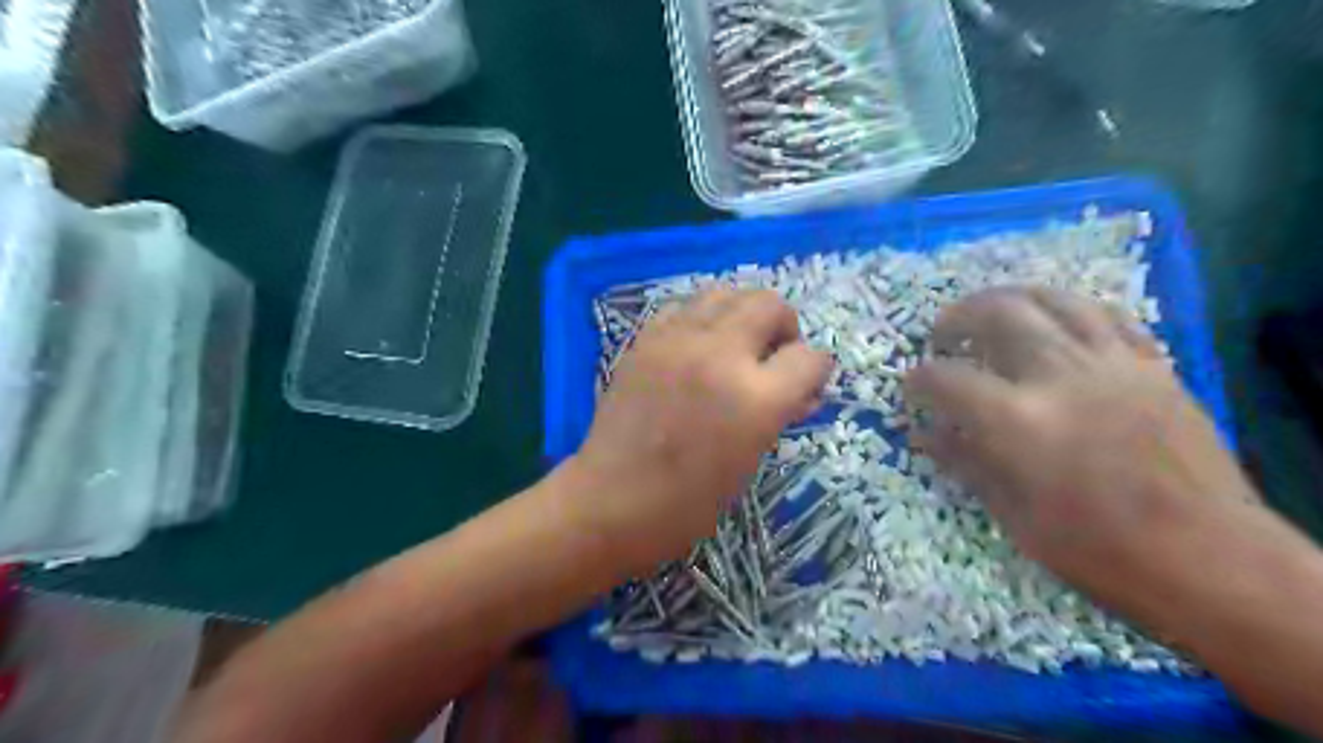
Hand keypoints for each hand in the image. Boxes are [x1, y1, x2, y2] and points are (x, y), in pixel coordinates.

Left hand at [563, 290, 830, 574]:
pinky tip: (696, 347)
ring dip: (743, 313)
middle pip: (770, 304)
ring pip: (727, 292)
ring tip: (736, 345)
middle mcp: (720, 356)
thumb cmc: (688, 502)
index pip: (810, 357)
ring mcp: (677, 342)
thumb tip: (800, 391)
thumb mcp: (750, 461)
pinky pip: (684, 306)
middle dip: (784, 327)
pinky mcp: (645, 340)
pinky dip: (702, 318)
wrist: (611, 500)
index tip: (805, 386)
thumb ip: (778, 414)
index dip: (815, 372)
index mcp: (755, 399)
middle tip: (773, 357)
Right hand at [904, 288, 1253, 599]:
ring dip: (1009, 298)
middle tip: (943, 335)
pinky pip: (1106, 315)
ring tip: (990, 312)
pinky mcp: (1152, 365)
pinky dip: (1070, 310)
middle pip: (998, 314)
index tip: (912, 389)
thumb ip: (966, 463)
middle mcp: (1060, 375)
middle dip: (957, 318)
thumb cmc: (1098, 549)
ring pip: (1053, 299)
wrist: (1209, 557)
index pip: (946, 379)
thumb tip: (927, 435)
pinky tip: (1056, 324)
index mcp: (1019, 421)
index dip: (919, 381)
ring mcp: (1112, 363)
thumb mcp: (1013, 515)